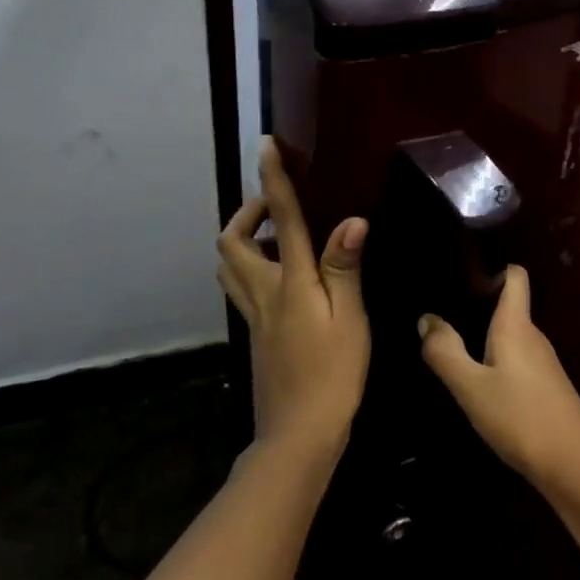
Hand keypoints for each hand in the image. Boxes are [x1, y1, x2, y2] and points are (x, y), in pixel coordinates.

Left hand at [217, 138, 369, 456]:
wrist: (298, 433)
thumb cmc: (333, 374)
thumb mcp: (350, 319)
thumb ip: (345, 269)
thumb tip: (351, 220)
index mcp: (291, 283)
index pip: (279, 220)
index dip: (272, 180)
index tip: (266, 146)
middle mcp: (264, 292)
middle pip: (231, 242)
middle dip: (245, 214)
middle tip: (272, 207)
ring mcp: (254, 315)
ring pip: (228, 266)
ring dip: (242, 239)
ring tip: (273, 237)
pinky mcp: (256, 334)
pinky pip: (240, 287)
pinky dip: (249, 267)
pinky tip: (279, 278)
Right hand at [418, 266, 579, 498]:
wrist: (575, 466)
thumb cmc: (520, 416)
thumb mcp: (471, 387)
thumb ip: (446, 352)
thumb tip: (426, 318)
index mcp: (516, 324)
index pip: (514, 276)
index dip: (492, 268)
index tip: (460, 273)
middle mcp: (533, 335)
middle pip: (508, 305)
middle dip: (477, 303)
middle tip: (439, 309)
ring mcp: (542, 362)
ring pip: (509, 335)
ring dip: (483, 335)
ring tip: (450, 342)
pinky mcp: (545, 386)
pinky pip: (515, 358)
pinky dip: (494, 359)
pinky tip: (476, 378)